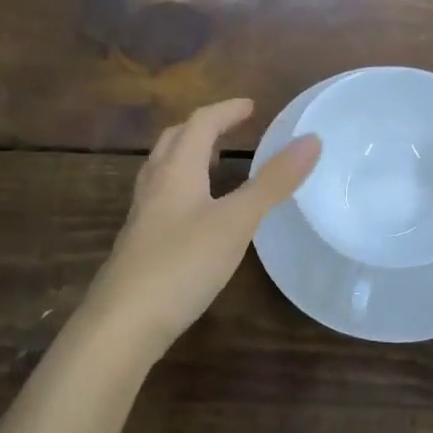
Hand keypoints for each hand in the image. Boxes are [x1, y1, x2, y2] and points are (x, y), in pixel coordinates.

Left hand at [82, 99, 319, 358]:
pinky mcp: (139, 245)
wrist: (121, 325)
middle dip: (202, 128)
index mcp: (176, 170)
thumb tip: (311, 140)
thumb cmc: (181, 264)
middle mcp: (154, 186)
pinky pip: (162, 199)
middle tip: (231, 129)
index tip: (251, 107)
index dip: (226, 110)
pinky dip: (183, 188)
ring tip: (215, 163)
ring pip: (163, 170)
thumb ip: (273, 182)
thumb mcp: (237, 221)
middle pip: (174, 141)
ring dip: (188, 156)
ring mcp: (142, 217)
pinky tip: (198, 215)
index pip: (200, 123)